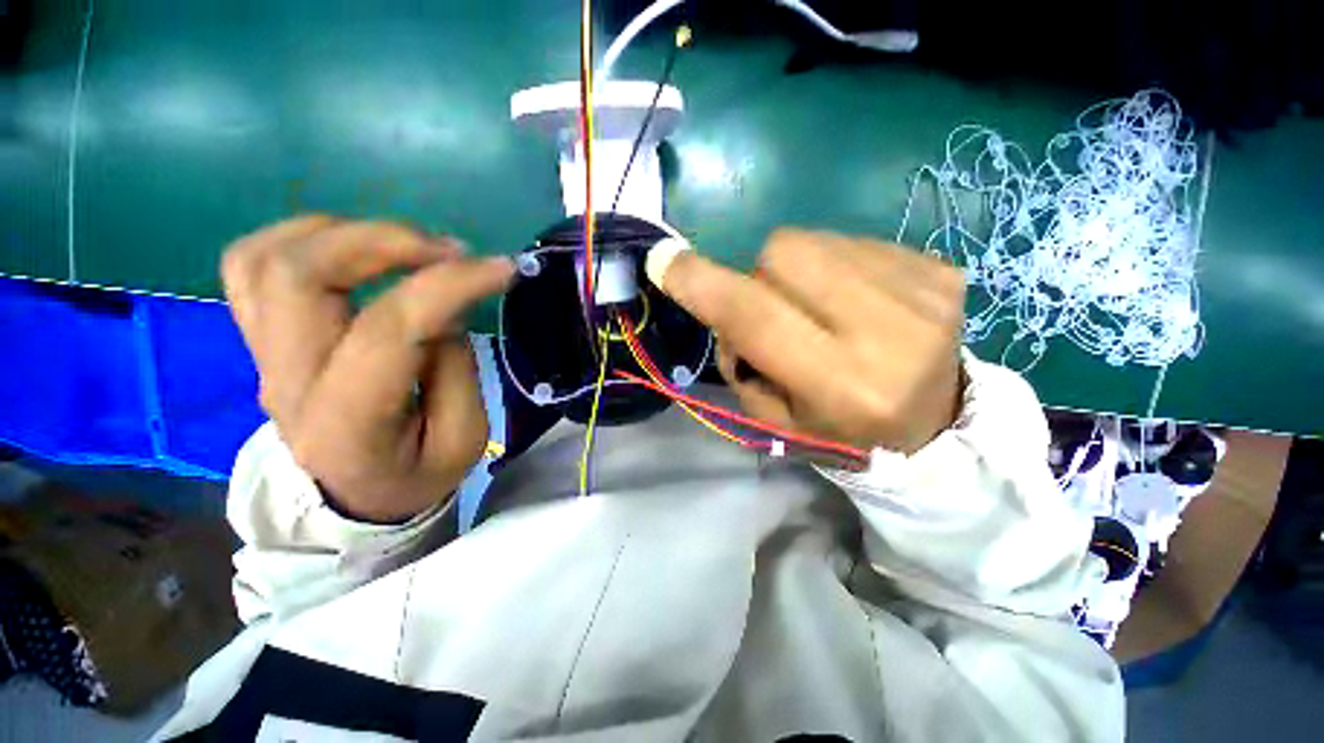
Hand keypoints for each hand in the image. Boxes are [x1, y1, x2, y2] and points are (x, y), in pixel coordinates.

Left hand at [221, 216, 514, 521]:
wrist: (352, 499)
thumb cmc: (416, 475)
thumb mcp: (464, 440)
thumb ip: (456, 370)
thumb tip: (444, 308)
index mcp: (347, 421)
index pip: (389, 329)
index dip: (451, 285)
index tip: (501, 269)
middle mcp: (287, 380)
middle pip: (299, 274)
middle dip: (384, 241)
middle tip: (448, 250)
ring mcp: (262, 355)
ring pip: (264, 257)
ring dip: (343, 233)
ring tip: (405, 245)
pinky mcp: (261, 339)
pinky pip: (251, 264)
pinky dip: (303, 238)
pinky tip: (354, 248)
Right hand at [653, 228, 965, 454]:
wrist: (934, 426)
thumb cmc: (841, 434)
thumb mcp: (774, 419)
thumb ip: (738, 358)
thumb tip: (720, 298)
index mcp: (841, 385)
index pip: (756, 316)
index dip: (704, 285)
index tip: (665, 262)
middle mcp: (888, 333)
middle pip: (782, 252)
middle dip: (761, 277)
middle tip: (778, 312)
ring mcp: (923, 293)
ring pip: (815, 239)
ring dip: (800, 272)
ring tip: (822, 310)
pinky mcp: (943, 269)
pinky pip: (854, 242)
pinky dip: (838, 268)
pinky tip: (859, 302)